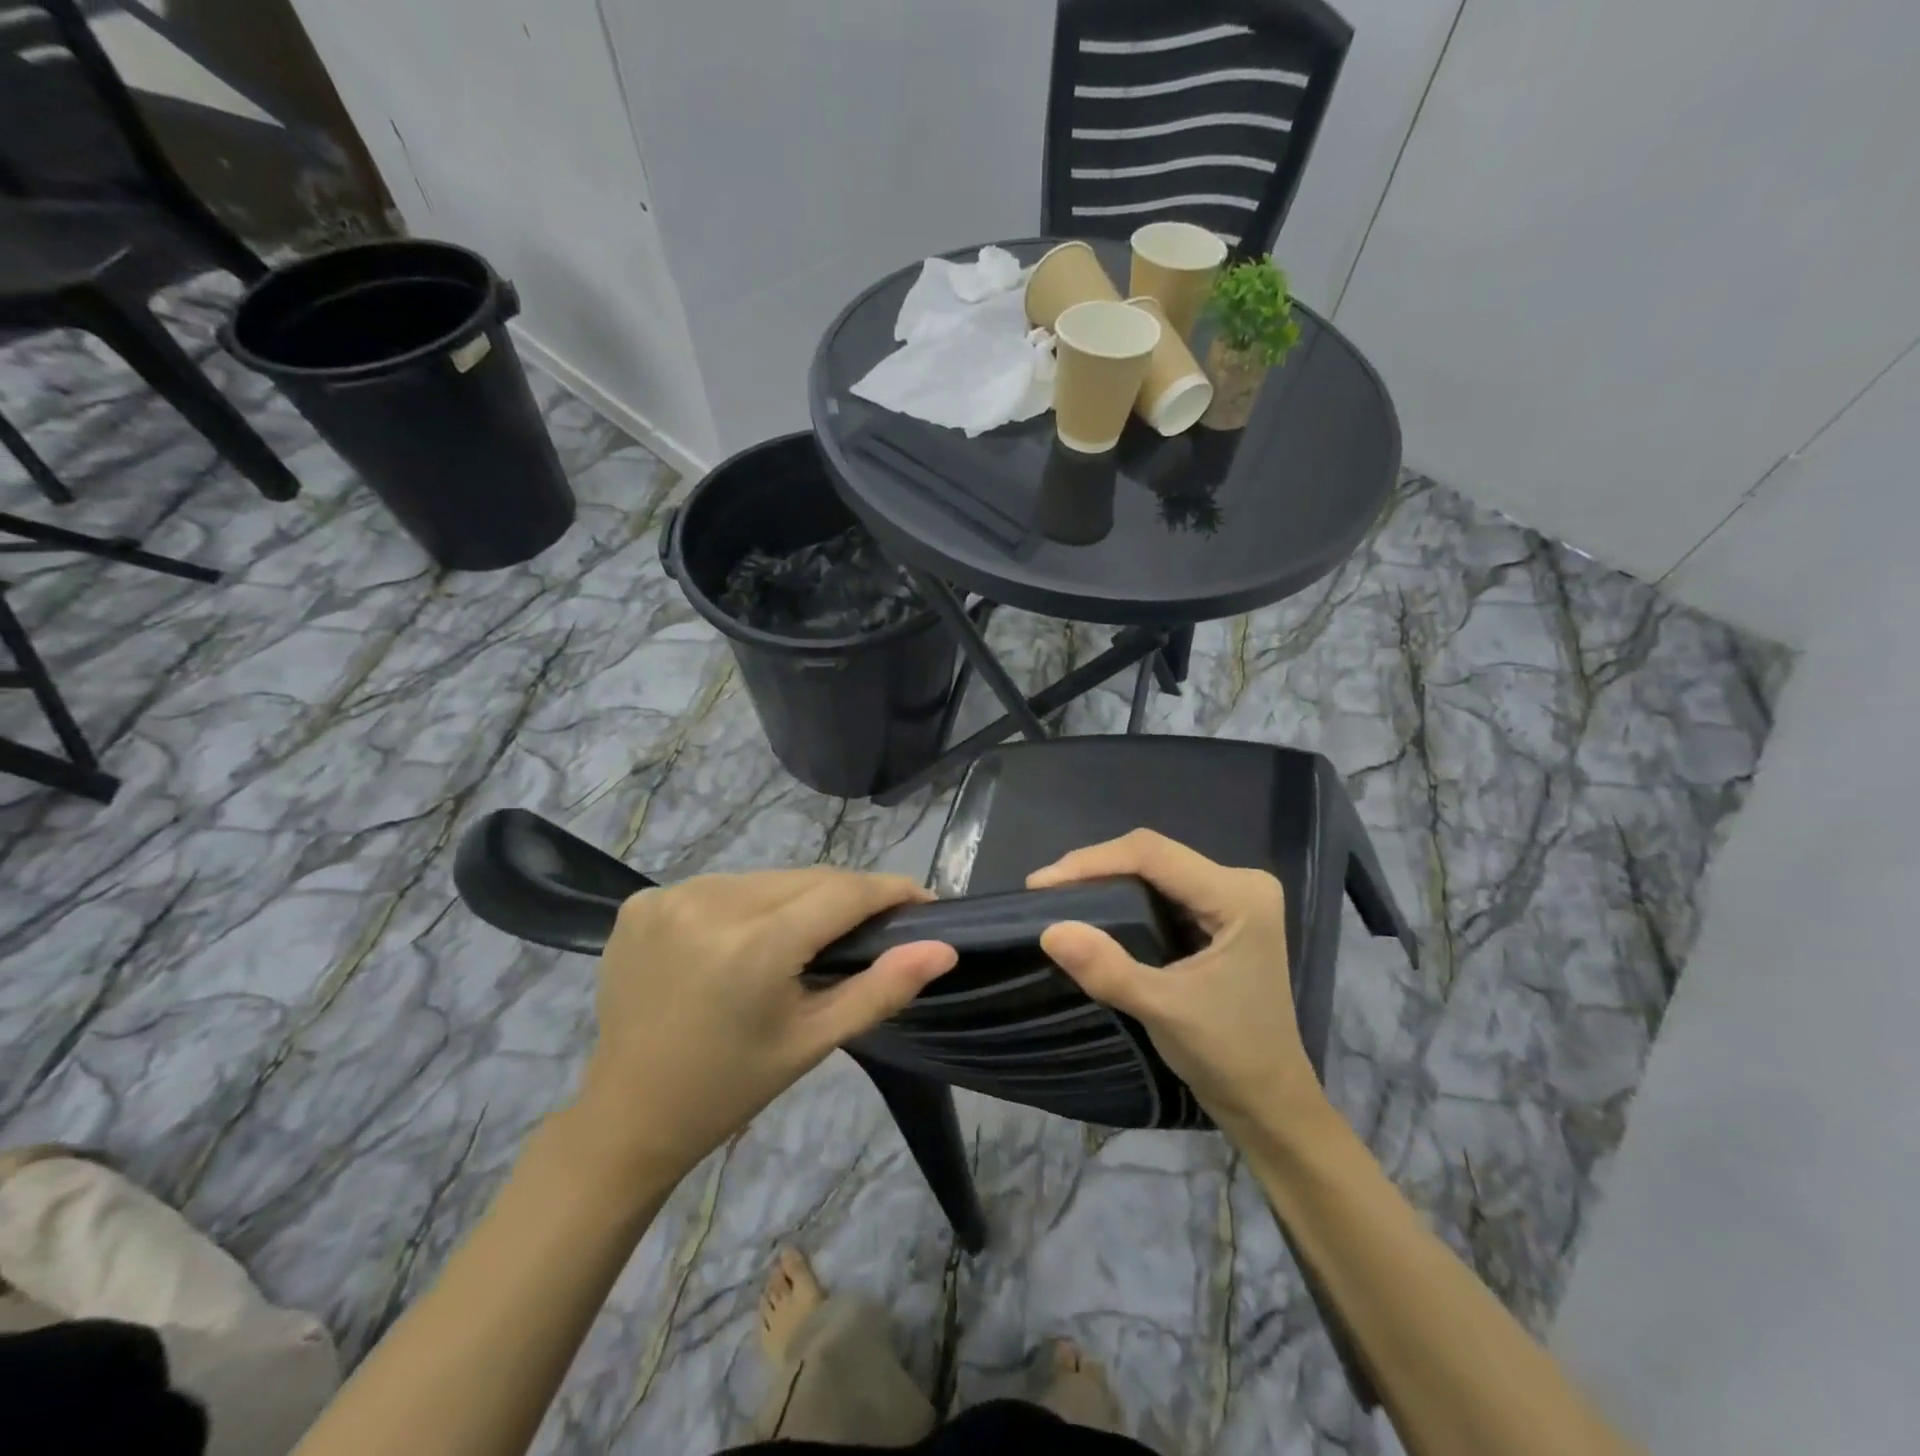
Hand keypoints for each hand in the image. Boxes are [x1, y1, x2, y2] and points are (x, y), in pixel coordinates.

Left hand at [574, 869, 955, 1179]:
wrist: (628, 1116)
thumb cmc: (731, 1086)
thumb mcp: (814, 1041)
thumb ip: (882, 988)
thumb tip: (944, 948)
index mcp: (754, 945)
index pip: (844, 892)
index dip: (890, 890)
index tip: (923, 901)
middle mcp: (710, 903)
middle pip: (805, 879)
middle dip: (846, 897)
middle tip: (869, 928)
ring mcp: (669, 897)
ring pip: (766, 879)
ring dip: (796, 898)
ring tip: (807, 937)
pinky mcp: (642, 901)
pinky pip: (722, 886)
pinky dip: (747, 904)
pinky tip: (744, 939)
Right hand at [1029, 831, 1324, 1135]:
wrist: (1268, 1102)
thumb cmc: (1228, 1055)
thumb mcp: (1164, 1011)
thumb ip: (1108, 969)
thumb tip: (1049, 931)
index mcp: (1239, 895)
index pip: (1153, 855)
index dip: (1093, 861)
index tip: (1041, 884)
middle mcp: (1239, 883)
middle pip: (1152, 856)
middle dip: (1094, 869)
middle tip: (1043, 892)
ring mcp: (1230, 897)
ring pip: (1153, 871)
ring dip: (1105, 881)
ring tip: (1059, 898)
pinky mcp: (1218, 915)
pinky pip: (1160, 891)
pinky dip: (1123, 899)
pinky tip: (1093, 911)